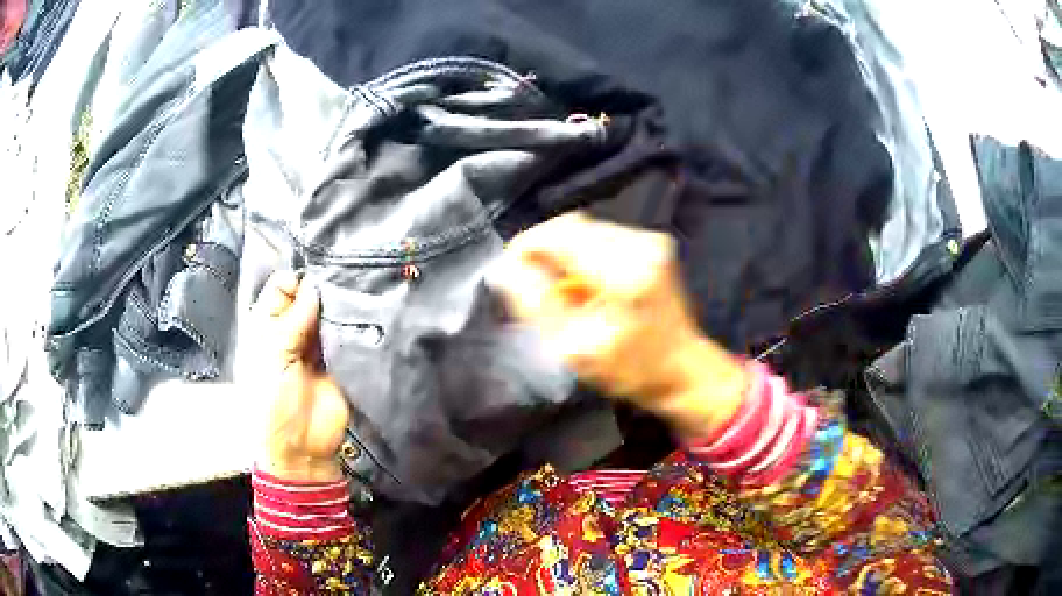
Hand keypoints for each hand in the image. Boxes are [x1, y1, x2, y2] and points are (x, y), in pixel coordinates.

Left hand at [248, 271, 348, 481]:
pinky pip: (346, 334)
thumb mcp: (274, 356)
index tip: (317, 280)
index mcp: (266, 325)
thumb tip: (315, 284)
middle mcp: (290, 329)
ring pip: (327, 312)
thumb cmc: (273, 401)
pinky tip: (363, 312)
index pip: (281, 286)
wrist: (302, 447)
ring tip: (356, 294)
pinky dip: (352, 323)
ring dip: (338, 305)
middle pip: (307, 296)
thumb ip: (294, 319)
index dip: (297, 280)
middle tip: (344, 280)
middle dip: (322, 288)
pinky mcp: (340, 359)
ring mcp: (316, 344)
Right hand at [489, 213, 748, 439]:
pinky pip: (600, 236)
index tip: (508, 272)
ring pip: (584, 229)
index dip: (526, 247)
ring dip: (561, 252)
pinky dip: (581, 254)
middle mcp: (641, 243)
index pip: (559, 234)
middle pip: (571, 226)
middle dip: (542, 249)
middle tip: (528, 283)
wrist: (682, 370)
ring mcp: (650, 240)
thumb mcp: (577, 348)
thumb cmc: (631, 370)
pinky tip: (579, 282)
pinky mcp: (652, 244)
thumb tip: (503, 268)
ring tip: (555, 287)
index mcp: (624, 270)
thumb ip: (537, 304)